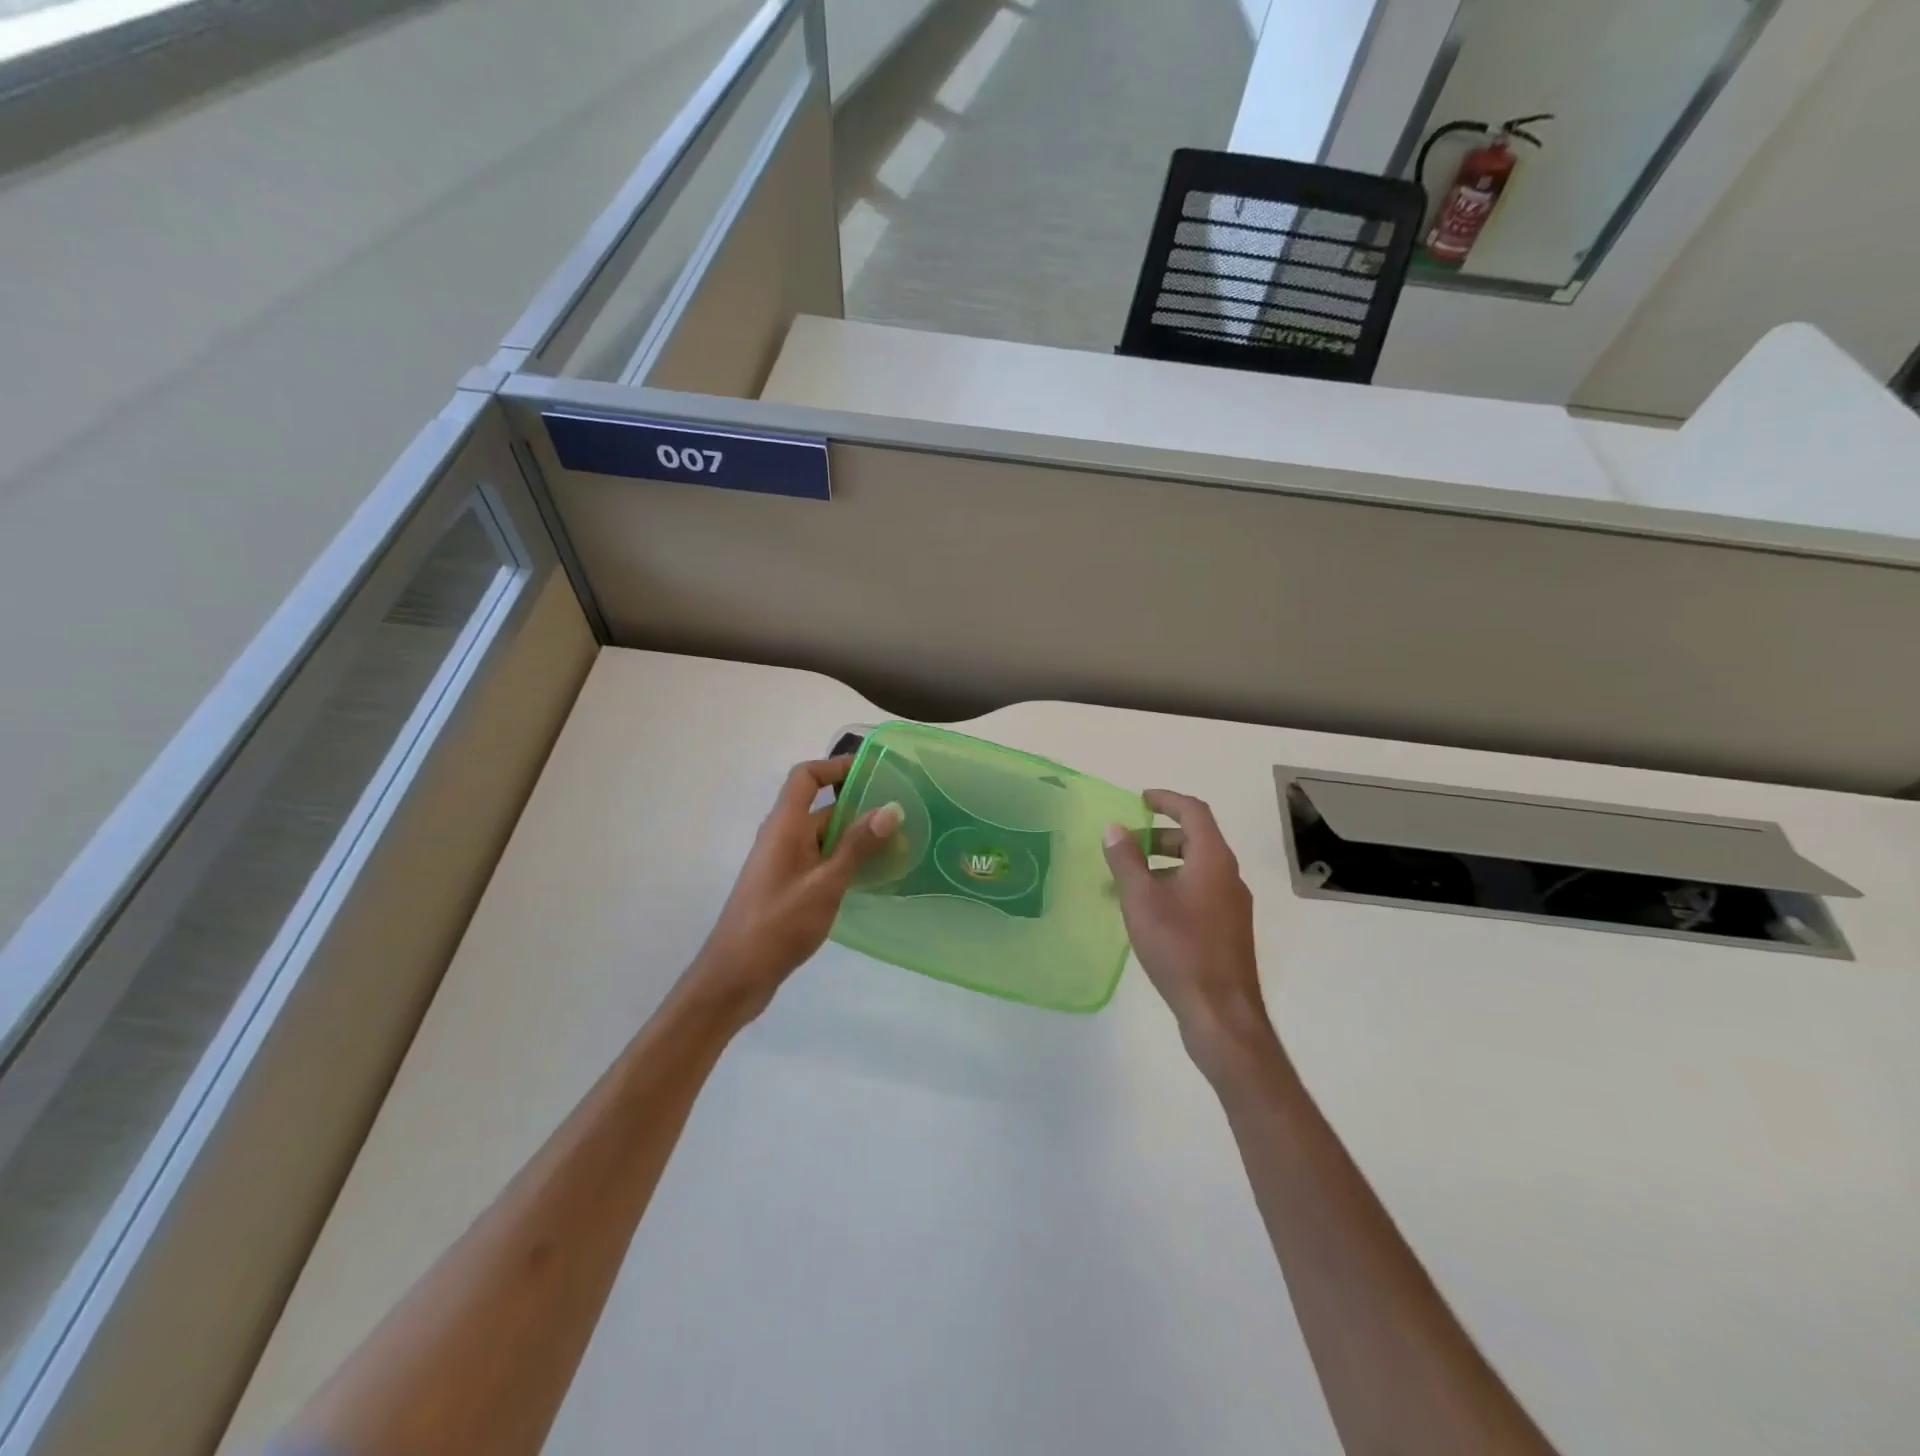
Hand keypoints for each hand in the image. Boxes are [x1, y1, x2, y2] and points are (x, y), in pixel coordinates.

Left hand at [685, 757, 902, 1021]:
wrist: (735, 977)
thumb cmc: (778, 924)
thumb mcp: (825, 884)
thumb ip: (857, 846)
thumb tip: (891, 808)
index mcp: (784, 826)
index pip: (806, 777)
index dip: (835, 766)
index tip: (873, 771)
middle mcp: (782, 837)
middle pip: (820, 806)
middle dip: (858, 806)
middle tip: (901, 813)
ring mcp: (783, 863)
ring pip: (823, 836)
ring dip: (856, 836)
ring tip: (897, 844)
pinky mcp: (788, 886)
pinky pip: (820, 860)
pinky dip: (845, 860)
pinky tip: (873, 876)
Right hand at [1103, 790, 1272, 1074]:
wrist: (1221, 1013)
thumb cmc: (1180, 948)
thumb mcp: (1142, 900)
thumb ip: (1126, 860)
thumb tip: (1115, 827)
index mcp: (1213, 860)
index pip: (1194, 811)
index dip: (1167, 799)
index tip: (1141, 799)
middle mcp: (1229, 876)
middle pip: (1197, 839)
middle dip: (1160, 835)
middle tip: (1128, 844)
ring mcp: (1232, 905)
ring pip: (1197, 868)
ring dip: (1164, 864)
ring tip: (1129, 882)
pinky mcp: (1229, 931)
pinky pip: (1200, 893)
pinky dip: (1174, 887)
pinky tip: (1149, 913)